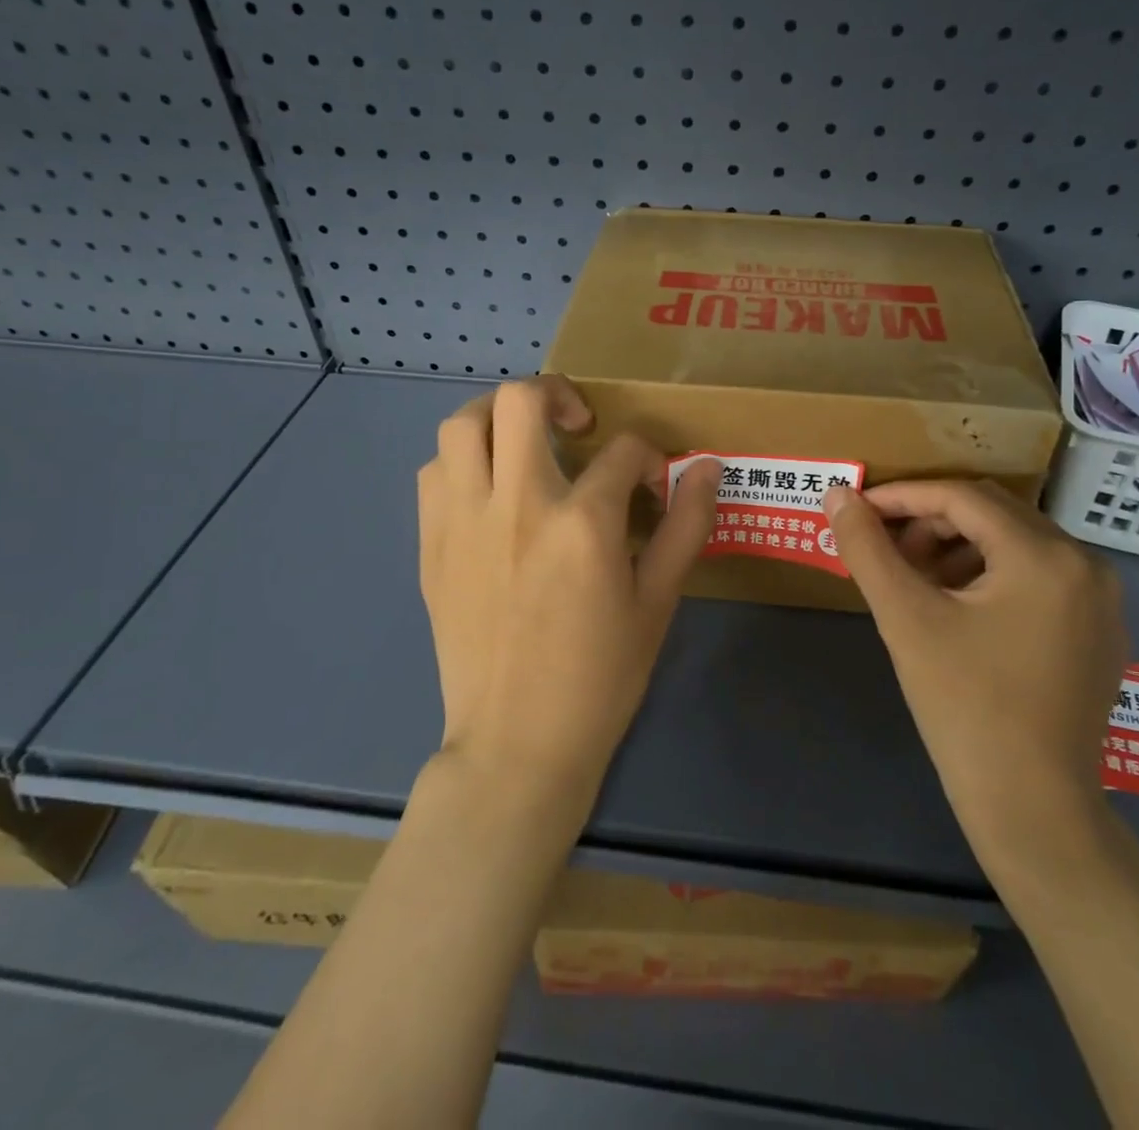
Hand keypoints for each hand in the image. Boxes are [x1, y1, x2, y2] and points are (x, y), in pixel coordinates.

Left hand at [417, 376, 720, 806]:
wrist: (517, 744)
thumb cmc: (600, 677)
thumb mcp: (657, 602)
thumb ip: (686, 526)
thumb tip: (707, 466)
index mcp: (582, 522)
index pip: (623, 450)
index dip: (648, 456)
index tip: (650, 484)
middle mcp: (517, 505)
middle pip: (521, 400)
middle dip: (558, 394)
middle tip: (577, 426)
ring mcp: (464, 522)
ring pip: (462, 424)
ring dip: (498, 418)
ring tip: (524, 444)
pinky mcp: (431, 545)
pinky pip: (434, 473)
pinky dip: (463, 463)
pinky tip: (489, 492)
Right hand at [823, 480, 1128, 866]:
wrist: (1034, 811)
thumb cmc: (966, 707)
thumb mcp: (907, 619)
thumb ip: (867, 549)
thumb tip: (837, 494)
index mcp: (1046, 556)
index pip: (962, 497)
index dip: (902, 497)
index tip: (858, 510)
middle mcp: (1086, 564)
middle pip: (993, 514)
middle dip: (929, 522)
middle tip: (884, 552)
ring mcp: (1100, 600)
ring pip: (1014, 544)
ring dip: (958, 548)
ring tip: (915, 583)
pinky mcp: (1099, 631)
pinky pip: (1037, 576)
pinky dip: (989, 575)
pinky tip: (956, 609)